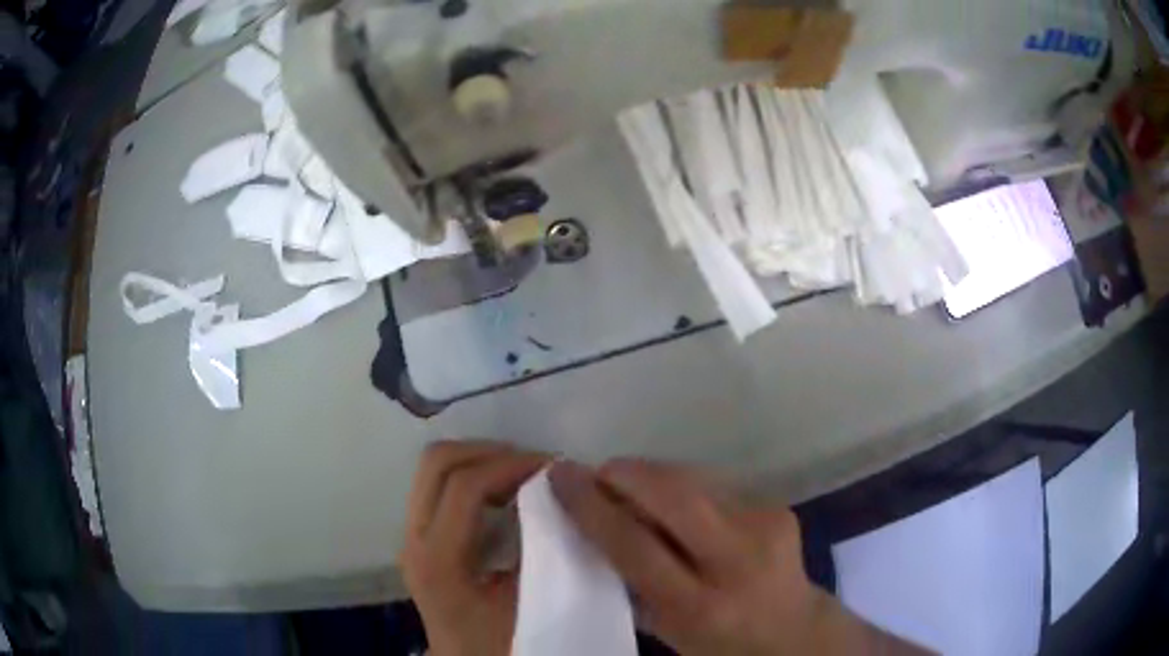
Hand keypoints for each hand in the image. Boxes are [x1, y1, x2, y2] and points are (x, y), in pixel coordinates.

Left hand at [401, 441, 548, 655]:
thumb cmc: (504, 640)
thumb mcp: (532, 598)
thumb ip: (543, 545)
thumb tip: (563, 498)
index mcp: (438, 558)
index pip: (465, 485)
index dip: (511, 466)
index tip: (554, 467)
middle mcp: (413, 538)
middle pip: (436, 462)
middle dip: (489, 451)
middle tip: (536, 465)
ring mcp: (411, 535)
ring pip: (434, 469)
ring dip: (480, 461)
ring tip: (524, 475)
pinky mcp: (419, 537)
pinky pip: (439, 486)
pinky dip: (473, 476)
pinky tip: (505, 494)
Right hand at [549, 460, 928, 655]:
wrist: (792, 631)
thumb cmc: (717, 642)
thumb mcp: (665, 628)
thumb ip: (629, 581)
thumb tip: (592, 524)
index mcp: (699, 606)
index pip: (634, 545)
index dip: (591, 505)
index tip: (560, 474)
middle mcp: (737, 562)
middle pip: (672, 496)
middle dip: (625, 474)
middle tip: (596, 474)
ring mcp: (764, 527)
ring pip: (693, 480)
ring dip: (653, 477)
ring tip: (631, 488)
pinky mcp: (778, 507)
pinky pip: (715, 485)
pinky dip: (684, 488)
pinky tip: (676, 505)